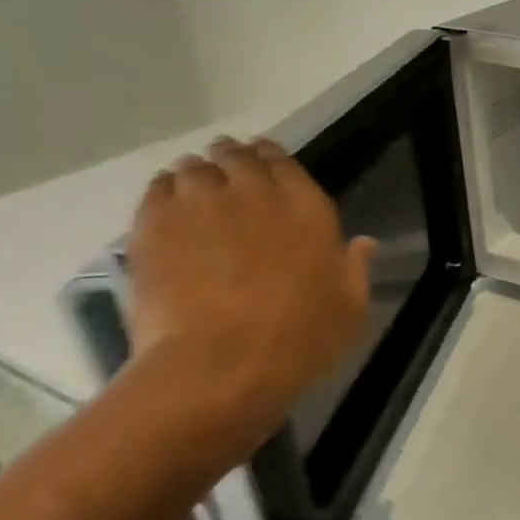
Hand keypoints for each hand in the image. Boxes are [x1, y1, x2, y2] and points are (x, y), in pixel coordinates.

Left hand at [126, 136, 375, 427]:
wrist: (221, 363)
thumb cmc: (299, 338)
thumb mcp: (349, 307)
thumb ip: (355, 268)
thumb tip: (364, 242)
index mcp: (307, 207)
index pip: (284, 162)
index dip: (272, 158)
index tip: (264, 161)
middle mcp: (255, 192)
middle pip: (236, 157)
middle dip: (230, 159)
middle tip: (224, 171)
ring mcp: (201, 204)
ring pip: (192, 169)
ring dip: (196, 174)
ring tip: (192, 190)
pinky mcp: (155, 225)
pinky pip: (156, 190)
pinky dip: (163, 191)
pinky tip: (166, 207)